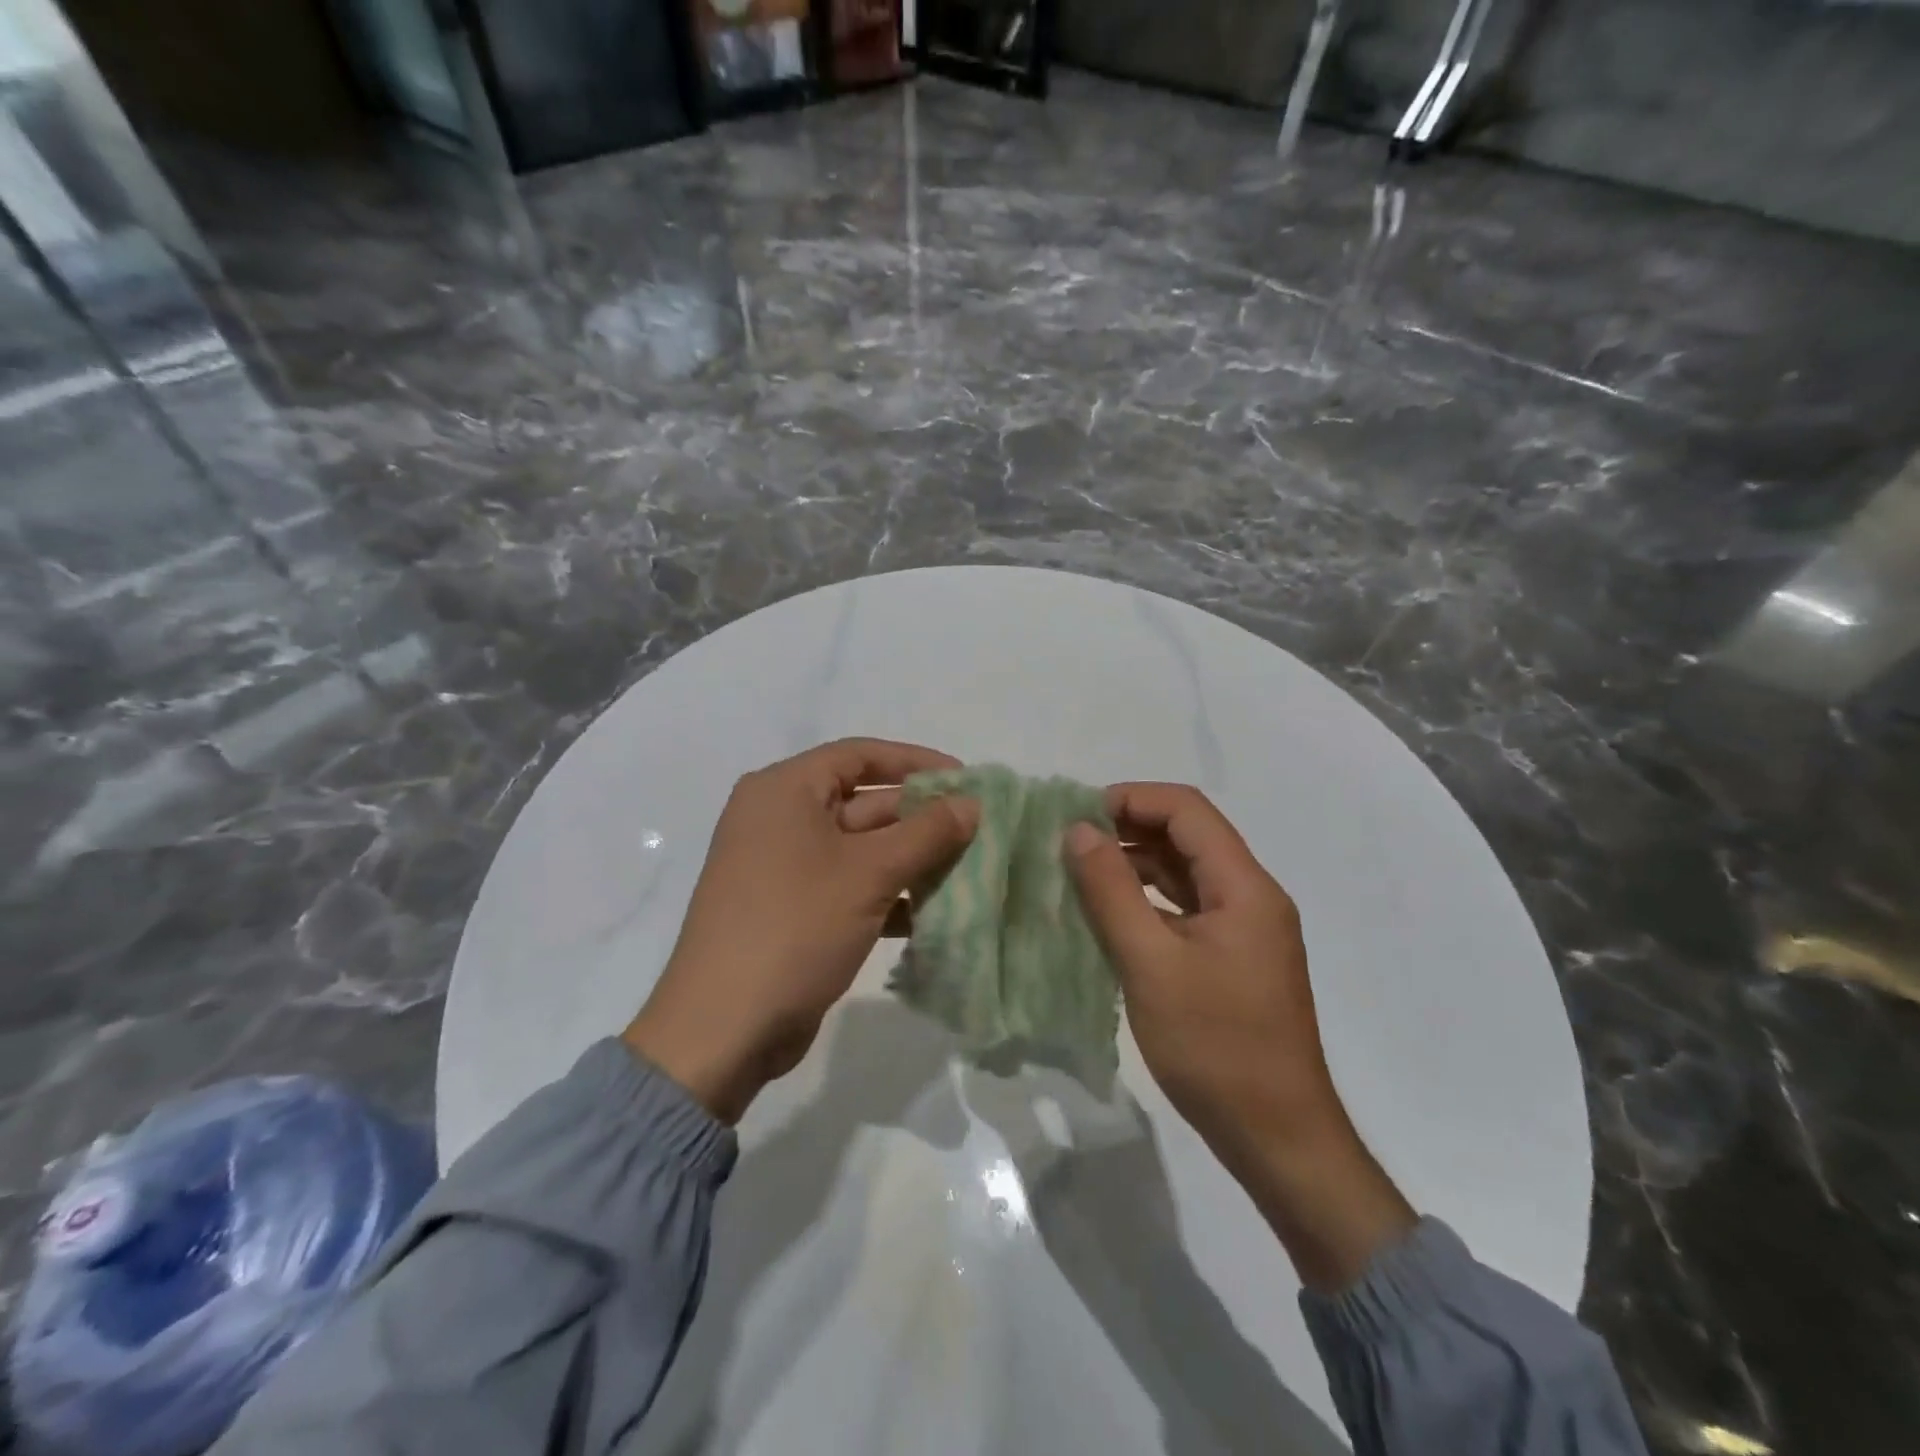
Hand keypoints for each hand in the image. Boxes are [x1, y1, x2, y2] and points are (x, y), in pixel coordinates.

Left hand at [624, 738, 977, 1123]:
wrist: (724, 1029)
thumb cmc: (795, 928)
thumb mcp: (869, 874)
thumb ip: (926, 834)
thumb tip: (972, 804)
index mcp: (784, 791)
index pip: (860, 755)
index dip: (915, 763)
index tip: (964, 779)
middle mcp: (779, 819)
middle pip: (863, 803)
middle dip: (920, 820)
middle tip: (977, 832)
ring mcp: (784, 867)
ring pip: (861, 849)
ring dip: (910, 861)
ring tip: (966, 873)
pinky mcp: (793, 910)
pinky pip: (849, 885)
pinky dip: (888, 895)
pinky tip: (930, 914)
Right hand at [1066, 783, 1414, 1289]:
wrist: (1278, 1139)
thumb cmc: (1216, 1047)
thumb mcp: (1151, 964)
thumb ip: (1111, 891)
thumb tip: (1077, 830)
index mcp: (1244, 887)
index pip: (1187, 810)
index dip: (1132, 799)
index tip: (1077, 815)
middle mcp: (1251, 896)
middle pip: (1188, 836)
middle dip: (1128, 828)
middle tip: (1069, 842)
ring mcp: (1244, 930)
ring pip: (1185, 873)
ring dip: (1135, 864)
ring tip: (1078, 872)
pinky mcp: (1232, 959)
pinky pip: (1186, 908)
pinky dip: (1147, 900)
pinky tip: (1107, 914)